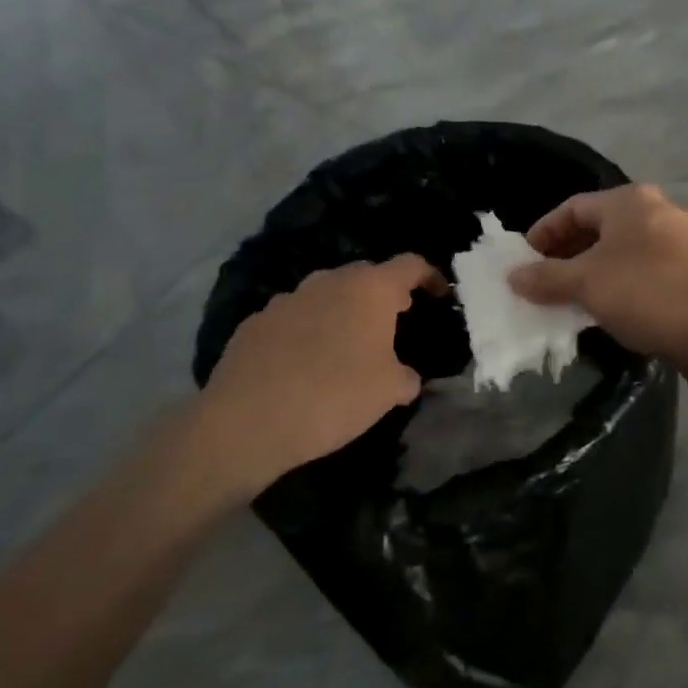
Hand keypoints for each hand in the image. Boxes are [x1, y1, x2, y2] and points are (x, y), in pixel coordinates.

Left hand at [174, 256, 439, 504]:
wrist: (247, 422)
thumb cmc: (335, 397)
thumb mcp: (389, 392)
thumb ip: (405, 376)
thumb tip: (403, 375)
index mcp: (370, 289)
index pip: (411, 265)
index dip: (431, 277)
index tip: (440, 296)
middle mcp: (328, 282)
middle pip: (366, 275)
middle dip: (384, 294)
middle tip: (395, 322)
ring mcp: (287, 298)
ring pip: (326, 294)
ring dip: (343, 311)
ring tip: (349, 345)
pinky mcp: (255, 322)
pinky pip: (294, 317)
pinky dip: (309, 330)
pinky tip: (305, 363)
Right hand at [509, 186, 687, 362]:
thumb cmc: (648, 293)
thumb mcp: (586, 283)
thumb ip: (546, 278)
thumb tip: (513, 276)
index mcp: (631, 202)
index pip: (574, 208)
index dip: (543, 233)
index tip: (523, 263)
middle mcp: (660, 214)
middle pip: (601, 231)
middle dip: (568, 258)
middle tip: (543, 286)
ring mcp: (684, 246)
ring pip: (626, 257)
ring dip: (595, 278)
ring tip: (571, 306)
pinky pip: (648, 279)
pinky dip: (624, 293)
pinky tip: (611, 318)